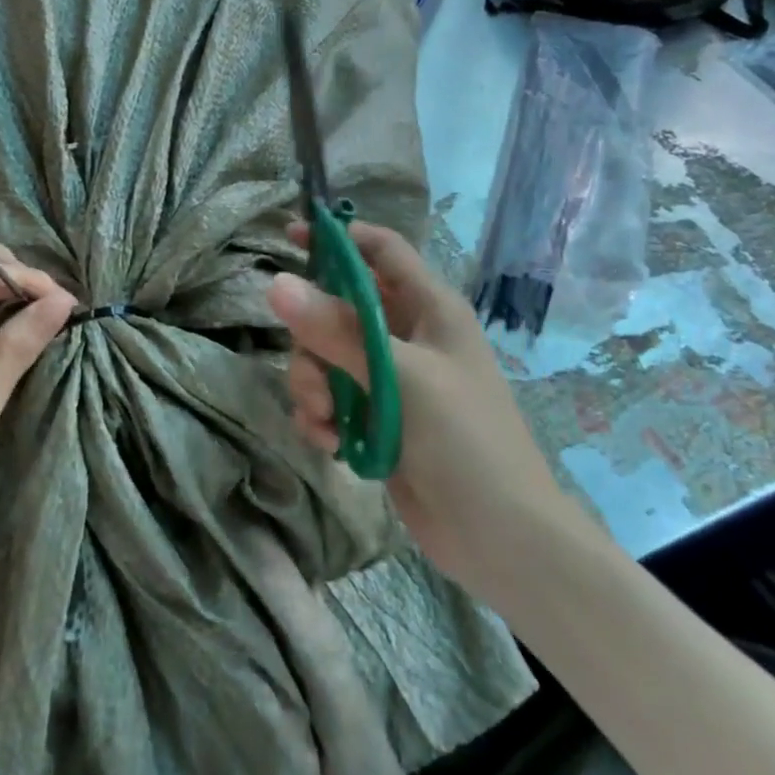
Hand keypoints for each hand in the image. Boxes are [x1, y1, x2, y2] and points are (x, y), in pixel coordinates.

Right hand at [266, 221, 564, 591]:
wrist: (499, 536)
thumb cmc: (464, 440)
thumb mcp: (400, 377)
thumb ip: (337, 330)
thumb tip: (275, 283)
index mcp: (430, 308)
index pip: (381, 251)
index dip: (339, 238)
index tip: (290, 238)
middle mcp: (409, 336)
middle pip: (339, 308)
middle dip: (313, 338)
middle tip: (312, 373)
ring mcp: (391, 380)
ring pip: (326, 358)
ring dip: (313, 386)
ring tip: (325, 420)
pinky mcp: (377, 419)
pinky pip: (331, 399)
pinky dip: (322, 417)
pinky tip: (331, 444)